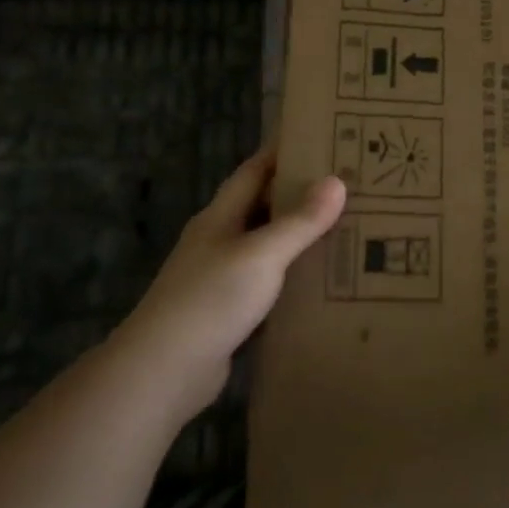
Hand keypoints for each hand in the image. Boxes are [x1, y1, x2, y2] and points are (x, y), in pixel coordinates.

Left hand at [121, 149, 345, 418]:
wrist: (164, 370)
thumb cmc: (210, 299)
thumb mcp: (262, 254)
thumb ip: (300, 221)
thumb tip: (336, 181)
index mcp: (220, 218)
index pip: (253, 172)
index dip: (280, 152)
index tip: (316, 136)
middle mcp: (218, 241)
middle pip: (260, 207)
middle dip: (297, 193)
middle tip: (344, 184)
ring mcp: (220, 278)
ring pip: (266, 247)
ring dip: (297, 237)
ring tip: (342, 228)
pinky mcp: (227, 313)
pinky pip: (267, 284)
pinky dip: (292, 277)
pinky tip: (320, 281)